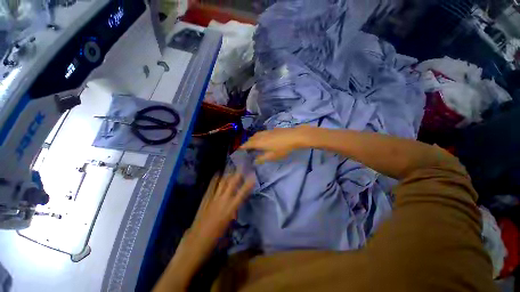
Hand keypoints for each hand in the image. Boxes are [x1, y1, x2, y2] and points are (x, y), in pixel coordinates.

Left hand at [153, 172, 253, 291]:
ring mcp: (212, 199)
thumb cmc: (215, 240)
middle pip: (232, 184)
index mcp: (230, 210)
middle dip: (238, 174)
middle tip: (243, 167)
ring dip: (228, 175)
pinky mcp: (205, 199)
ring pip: (222, 183)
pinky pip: (211, 186)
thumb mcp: (228, 226)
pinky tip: (218, 173)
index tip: (253, 177)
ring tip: (232, 169)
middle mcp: (222, 201)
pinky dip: (215, 179)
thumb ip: (233, 214)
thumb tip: (235, 207)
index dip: (248, 184)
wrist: (196, 243)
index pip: (242, 194)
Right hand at [241, 126, 312, 162]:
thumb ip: (262, 159)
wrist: (294, 136)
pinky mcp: (272, 129)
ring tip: (253, 142)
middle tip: (246, 147)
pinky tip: (263, 138)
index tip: (239, 148)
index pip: (248, 144)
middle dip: (247, 142)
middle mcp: (261, 136)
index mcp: (259, 142)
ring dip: (253, 138)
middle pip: (251, 138)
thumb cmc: (282, 148)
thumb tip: (254, 161)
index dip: (243, 146)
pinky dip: (259, 136)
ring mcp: (267, 131)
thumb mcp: (272, 156)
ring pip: (257, 134)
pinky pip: (262, 132)